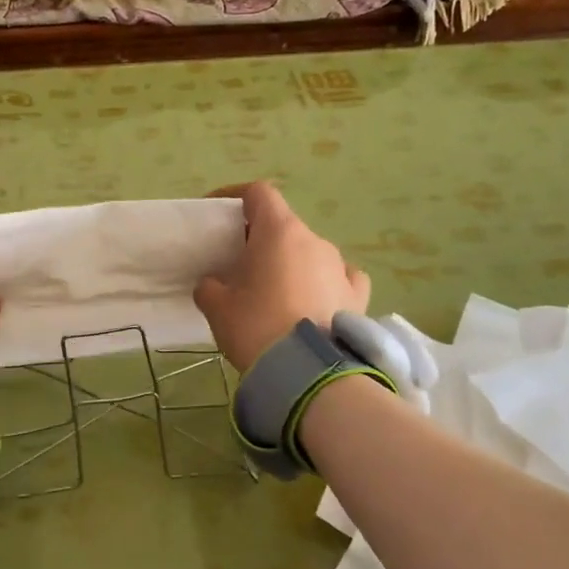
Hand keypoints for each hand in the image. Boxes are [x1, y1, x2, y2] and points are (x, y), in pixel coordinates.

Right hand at [193, 182, 369, 371]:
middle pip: (284, 226)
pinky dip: (324, 283)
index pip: (259, 194)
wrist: (310, 374)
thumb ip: (210, 286)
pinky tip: (315, 301)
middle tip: (239, 265)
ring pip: (310, 253)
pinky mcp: (358, 297)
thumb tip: (214, 284)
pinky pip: (339, 278)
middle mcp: (315, 241)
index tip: (217, 214)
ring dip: (291, 264)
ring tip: (274, 293)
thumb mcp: (218, 308)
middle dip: (260, 240)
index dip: (235, 197)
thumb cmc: (257, 327)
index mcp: (279, 232)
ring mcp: (341, 267)